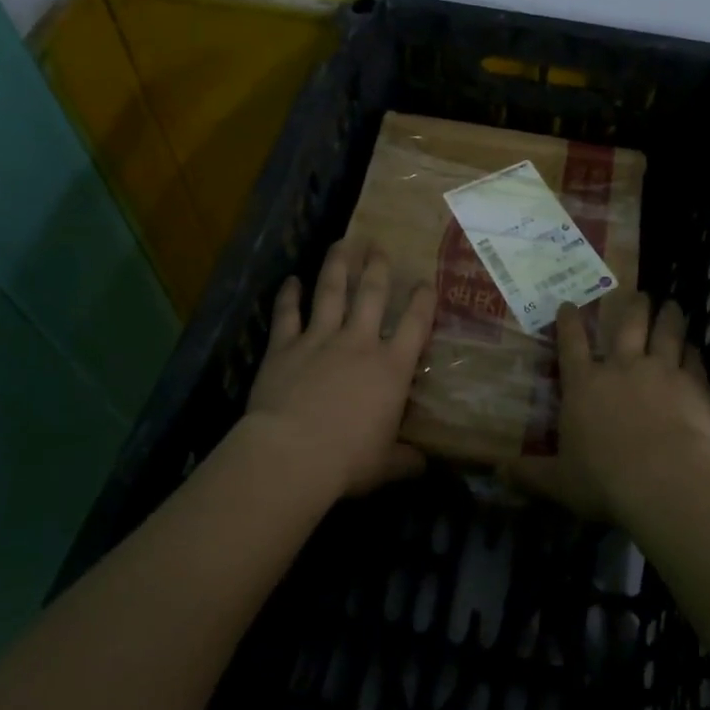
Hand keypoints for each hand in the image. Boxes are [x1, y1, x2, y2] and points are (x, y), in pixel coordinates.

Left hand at [239, 239, 436, 501]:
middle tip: (379, 247)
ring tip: (343, 243)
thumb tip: (425, 465)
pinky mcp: (284, 347)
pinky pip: (286, 314)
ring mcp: (319, 340)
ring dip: (338, 265)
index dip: (422, 300)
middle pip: (371, 294)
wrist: (291, 455)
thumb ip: (406, 460)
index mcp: (390, 367)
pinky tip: (291, 279)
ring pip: (331, 292)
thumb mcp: (386, 466)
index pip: (414, 324)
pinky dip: (288, 295)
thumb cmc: (347, 461)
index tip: (425, 282)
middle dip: (377, 268)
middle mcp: (358, 343)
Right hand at [504, 294, 709, 524]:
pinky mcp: (692, 385)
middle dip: (633, 307)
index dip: (569, 322)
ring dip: (669, 318)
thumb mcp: (559, 481)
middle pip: (628, 326)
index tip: (569, 303)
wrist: (665, 479)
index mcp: (584, 384)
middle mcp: (621, 367)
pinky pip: (694, 361)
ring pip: (665, 334)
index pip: (572, 344)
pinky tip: (696, 348)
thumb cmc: (604, 479)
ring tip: (672, 305)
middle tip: (639, 294)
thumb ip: (531, 474)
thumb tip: (498, 471)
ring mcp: (660, 371)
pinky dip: (694, 353)